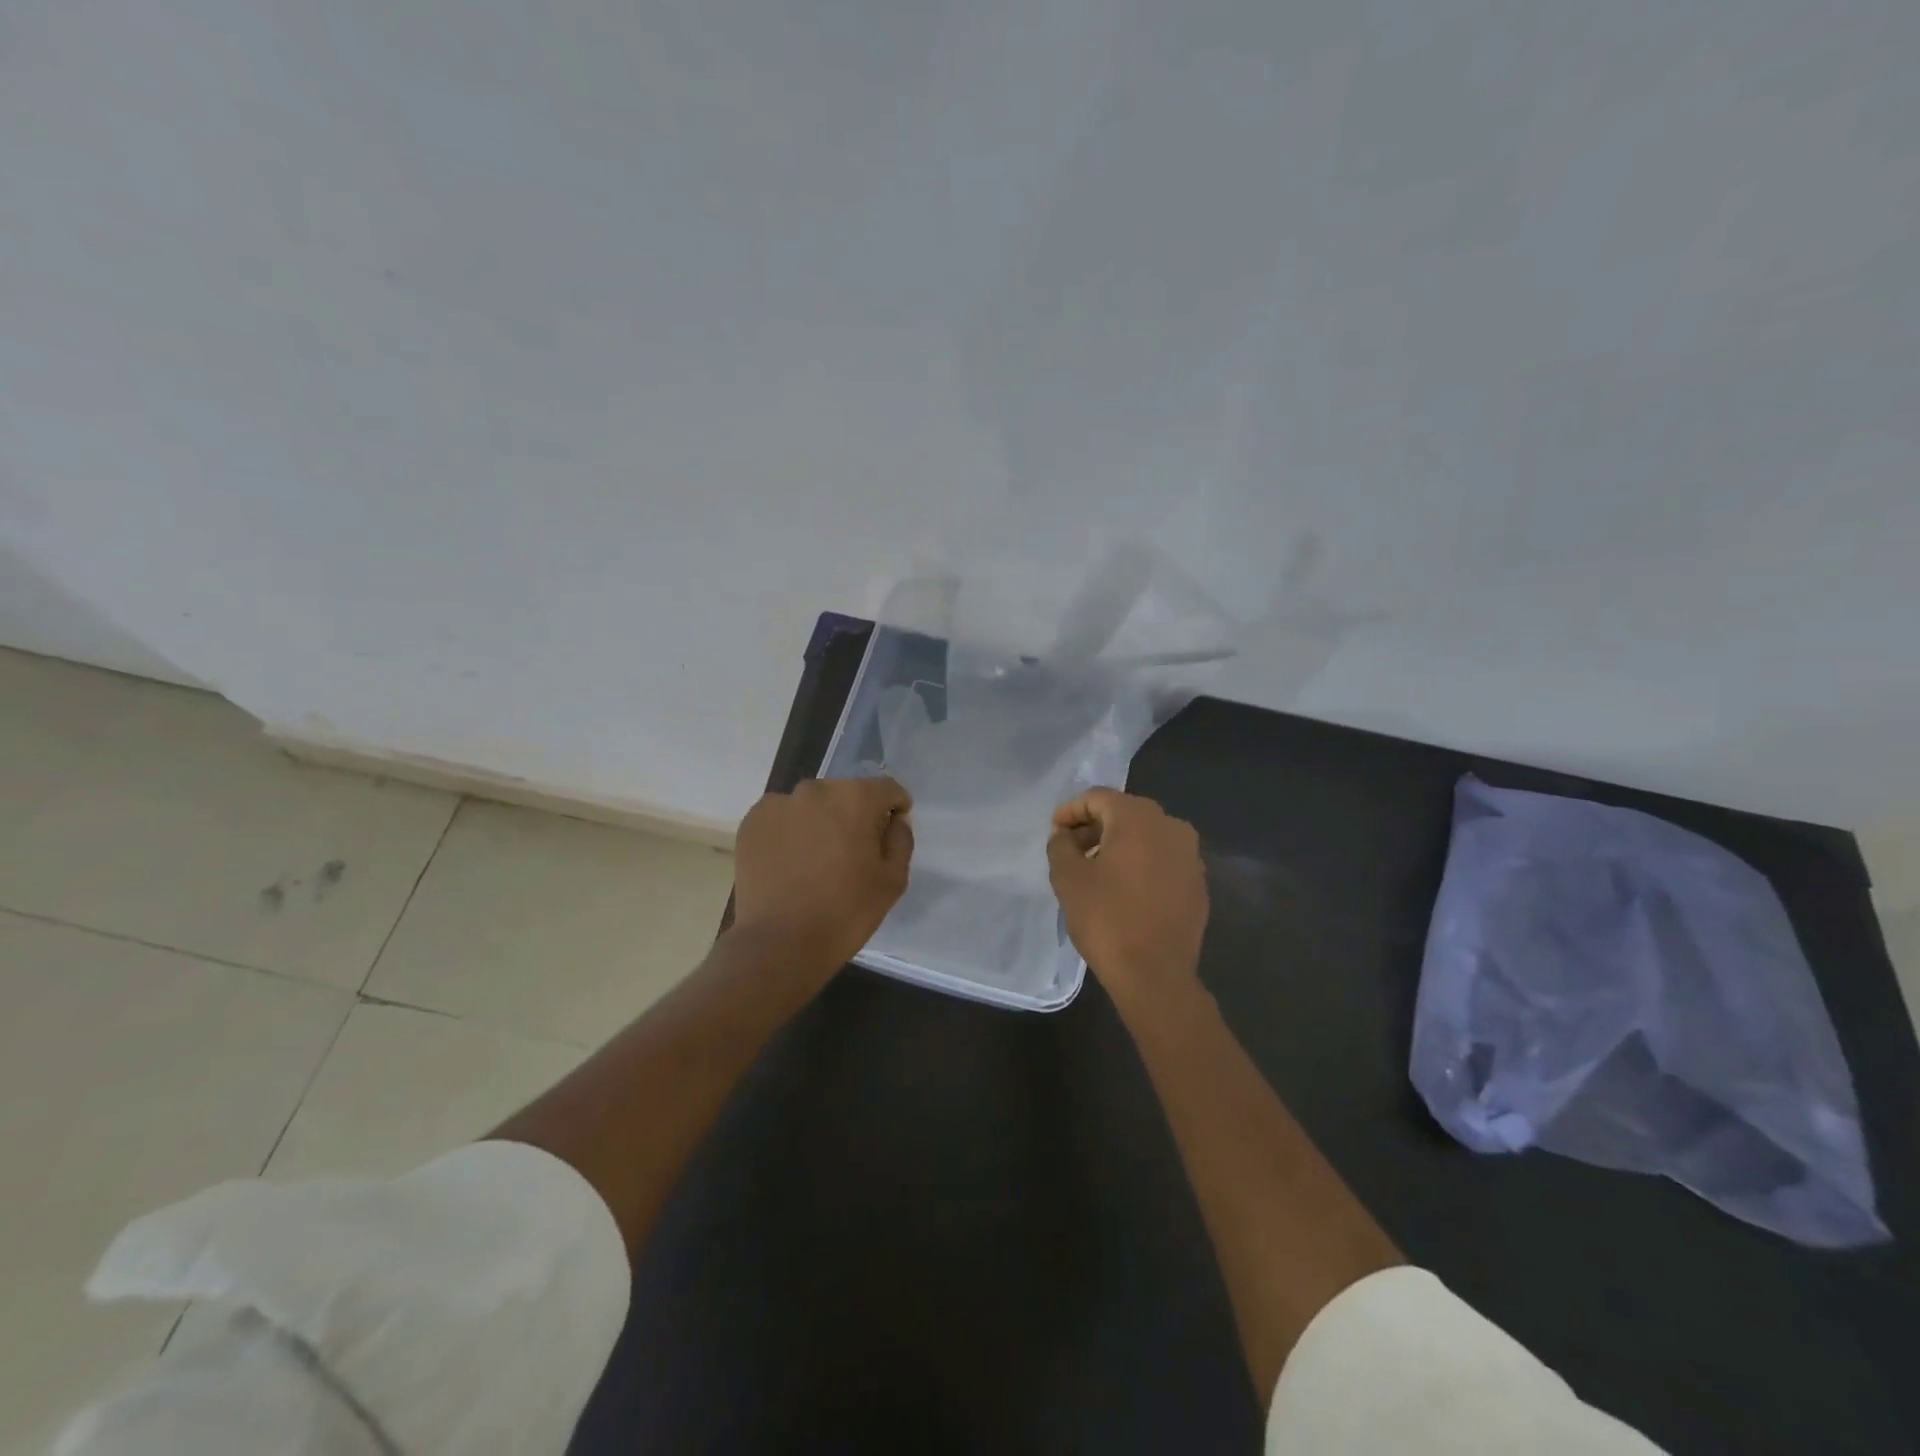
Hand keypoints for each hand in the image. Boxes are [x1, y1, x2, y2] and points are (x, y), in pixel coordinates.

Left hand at [731, 776, 913, 974]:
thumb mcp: (892, 880)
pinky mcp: (753, 821)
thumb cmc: (845, 912)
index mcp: (856, 798)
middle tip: (851, 852)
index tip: (889, 833)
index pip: (887, 789)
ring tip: (816, 859)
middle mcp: (816, 789)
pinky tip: (790, 863)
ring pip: (812, 805)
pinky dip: (790, 832)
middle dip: (854, 815)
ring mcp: (779, 803)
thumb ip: (900, 840)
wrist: (780, 943)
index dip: (894, 809)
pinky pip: (782, 818)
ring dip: (820, 821)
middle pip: (847, 793)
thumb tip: (894, 820)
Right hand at [1047, 788, 1207, 1014]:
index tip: (1054, 832)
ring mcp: (1191, 855)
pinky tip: (1123, 890)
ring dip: (1118, 845)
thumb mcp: (1068, 878)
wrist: (1155, 976)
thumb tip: (1064, 835)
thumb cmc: (1106, 919)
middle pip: (1124, 813)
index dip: (1071, 811)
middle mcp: (1171, 826)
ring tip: (1094, 871)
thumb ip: (1060, 845)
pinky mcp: (1198, 883)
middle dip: (1094, 826)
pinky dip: (1140, 864)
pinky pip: (1162, 860)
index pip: (1097, 797)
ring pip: (1146, 836)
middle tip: (1070, 850)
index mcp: (1139, 817)